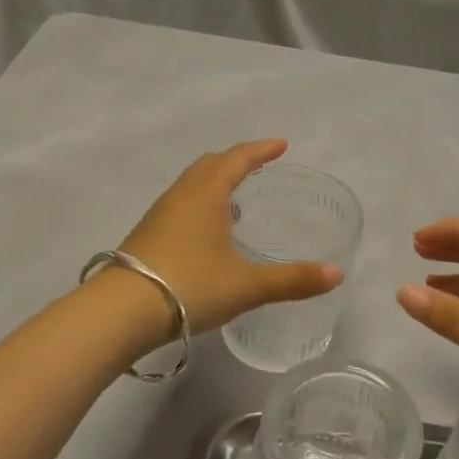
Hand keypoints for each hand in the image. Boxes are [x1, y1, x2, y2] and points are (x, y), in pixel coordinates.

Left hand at [117, 140, 342, 336]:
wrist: (121, 313)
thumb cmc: (190, 286)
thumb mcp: (247, 285)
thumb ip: (293, 280)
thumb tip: (337, 274)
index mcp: (206, 194)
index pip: (237, 159)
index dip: (260, 150)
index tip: (281, 145)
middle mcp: (180, 196)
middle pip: (210, 165)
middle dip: (236, 161)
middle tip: (258, 166)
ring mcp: (159, 215)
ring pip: (191, 185)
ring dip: (214, 183)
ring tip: (236, 200)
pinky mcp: (146, 236)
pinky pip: (179, 206)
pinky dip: (199, 205)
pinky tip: (207, 234)